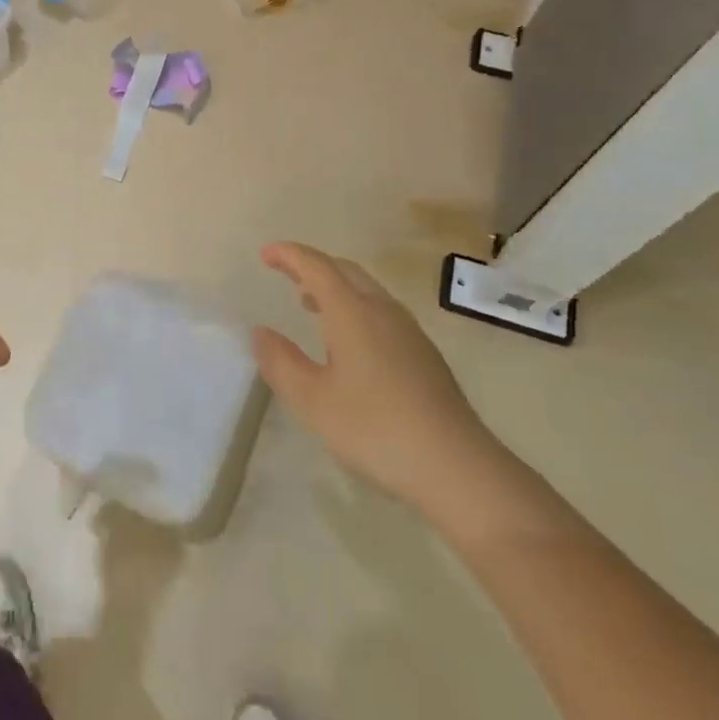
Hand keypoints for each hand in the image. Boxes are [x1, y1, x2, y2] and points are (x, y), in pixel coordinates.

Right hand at [254, 243, 514, 527]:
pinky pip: (381, 310)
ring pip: (367, 289)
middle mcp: (383, 310)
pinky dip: (355, 306)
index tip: (266, 254)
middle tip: (285, 272)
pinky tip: (349, 341)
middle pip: (345, 270)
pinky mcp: (424, 354)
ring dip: (335, 286)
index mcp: (353, 312)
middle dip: (312, 265)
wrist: (457, 466)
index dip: (289, 255)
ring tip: (310, 303)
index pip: (317, 267)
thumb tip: (261, 332)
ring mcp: (409, 331)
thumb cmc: (376, 429)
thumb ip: (281, 362)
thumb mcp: (313, 401)